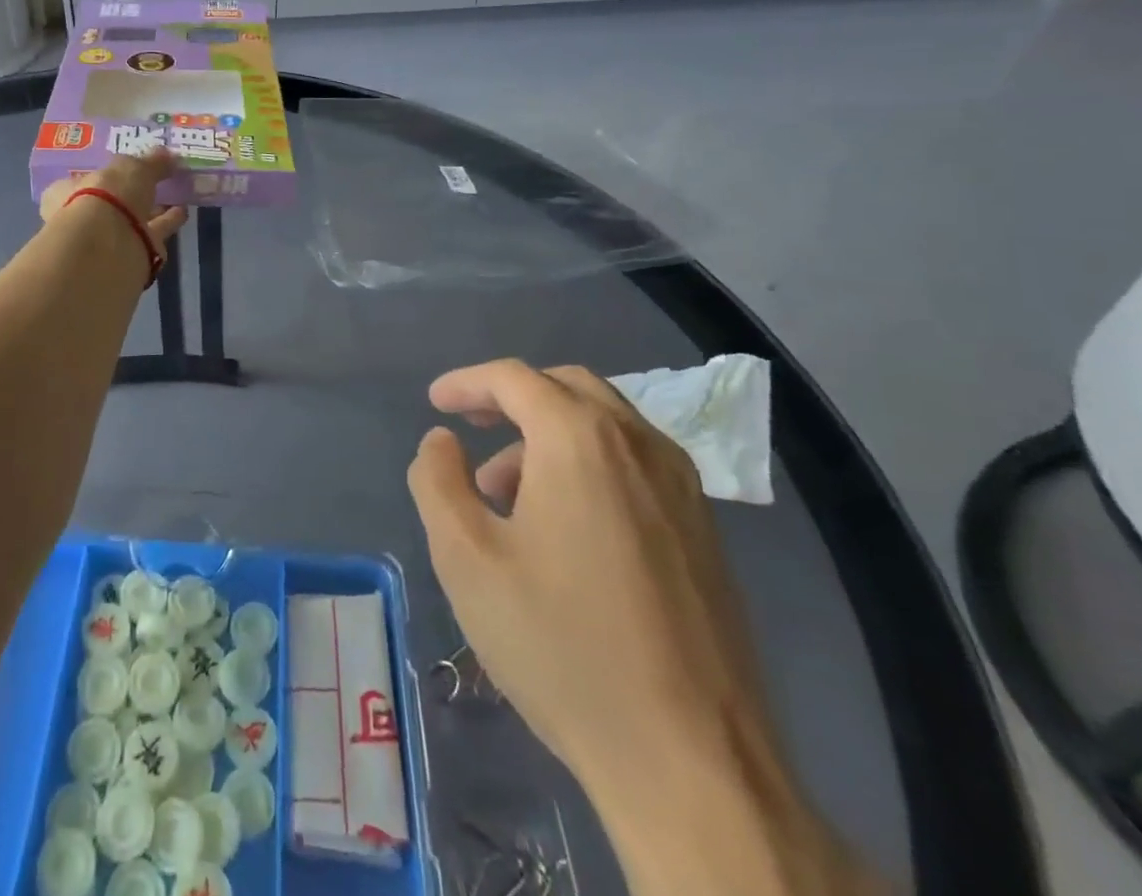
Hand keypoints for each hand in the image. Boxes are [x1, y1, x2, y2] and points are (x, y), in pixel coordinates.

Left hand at [39, 149, 187, 269]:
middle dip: (134, 194)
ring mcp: (105, 241)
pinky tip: (182, 212)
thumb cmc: (106, 195)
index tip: (130, 167)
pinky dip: (166, 224)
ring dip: (153, 209)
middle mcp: (82, 218)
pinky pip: (150, 235)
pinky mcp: (129, 257)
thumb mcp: (132, 167)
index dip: (107, 173)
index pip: (85, 179)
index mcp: (66, 192)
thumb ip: (151, 162)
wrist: (108, 246)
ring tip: (177, 195)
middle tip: (159, 180)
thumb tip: (169, 155)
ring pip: (133, 221)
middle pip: (112, 203)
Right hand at [408, 361, 872, 895]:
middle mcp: (640, 446)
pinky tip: (566, 523)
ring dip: (549, 433)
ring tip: (508, 493)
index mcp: (581, 440)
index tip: (435, 402)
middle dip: (512, 397)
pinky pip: (637, 464)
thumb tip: (441, 441)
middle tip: (474, 426)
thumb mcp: (465, 558)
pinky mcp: (706, 534)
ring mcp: (684, 490)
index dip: (467, 383)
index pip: (514, 378)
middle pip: (568, 387)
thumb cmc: (561, 645)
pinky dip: (590, 463)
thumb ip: (438, 481)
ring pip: (607, 425)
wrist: (693, 763)